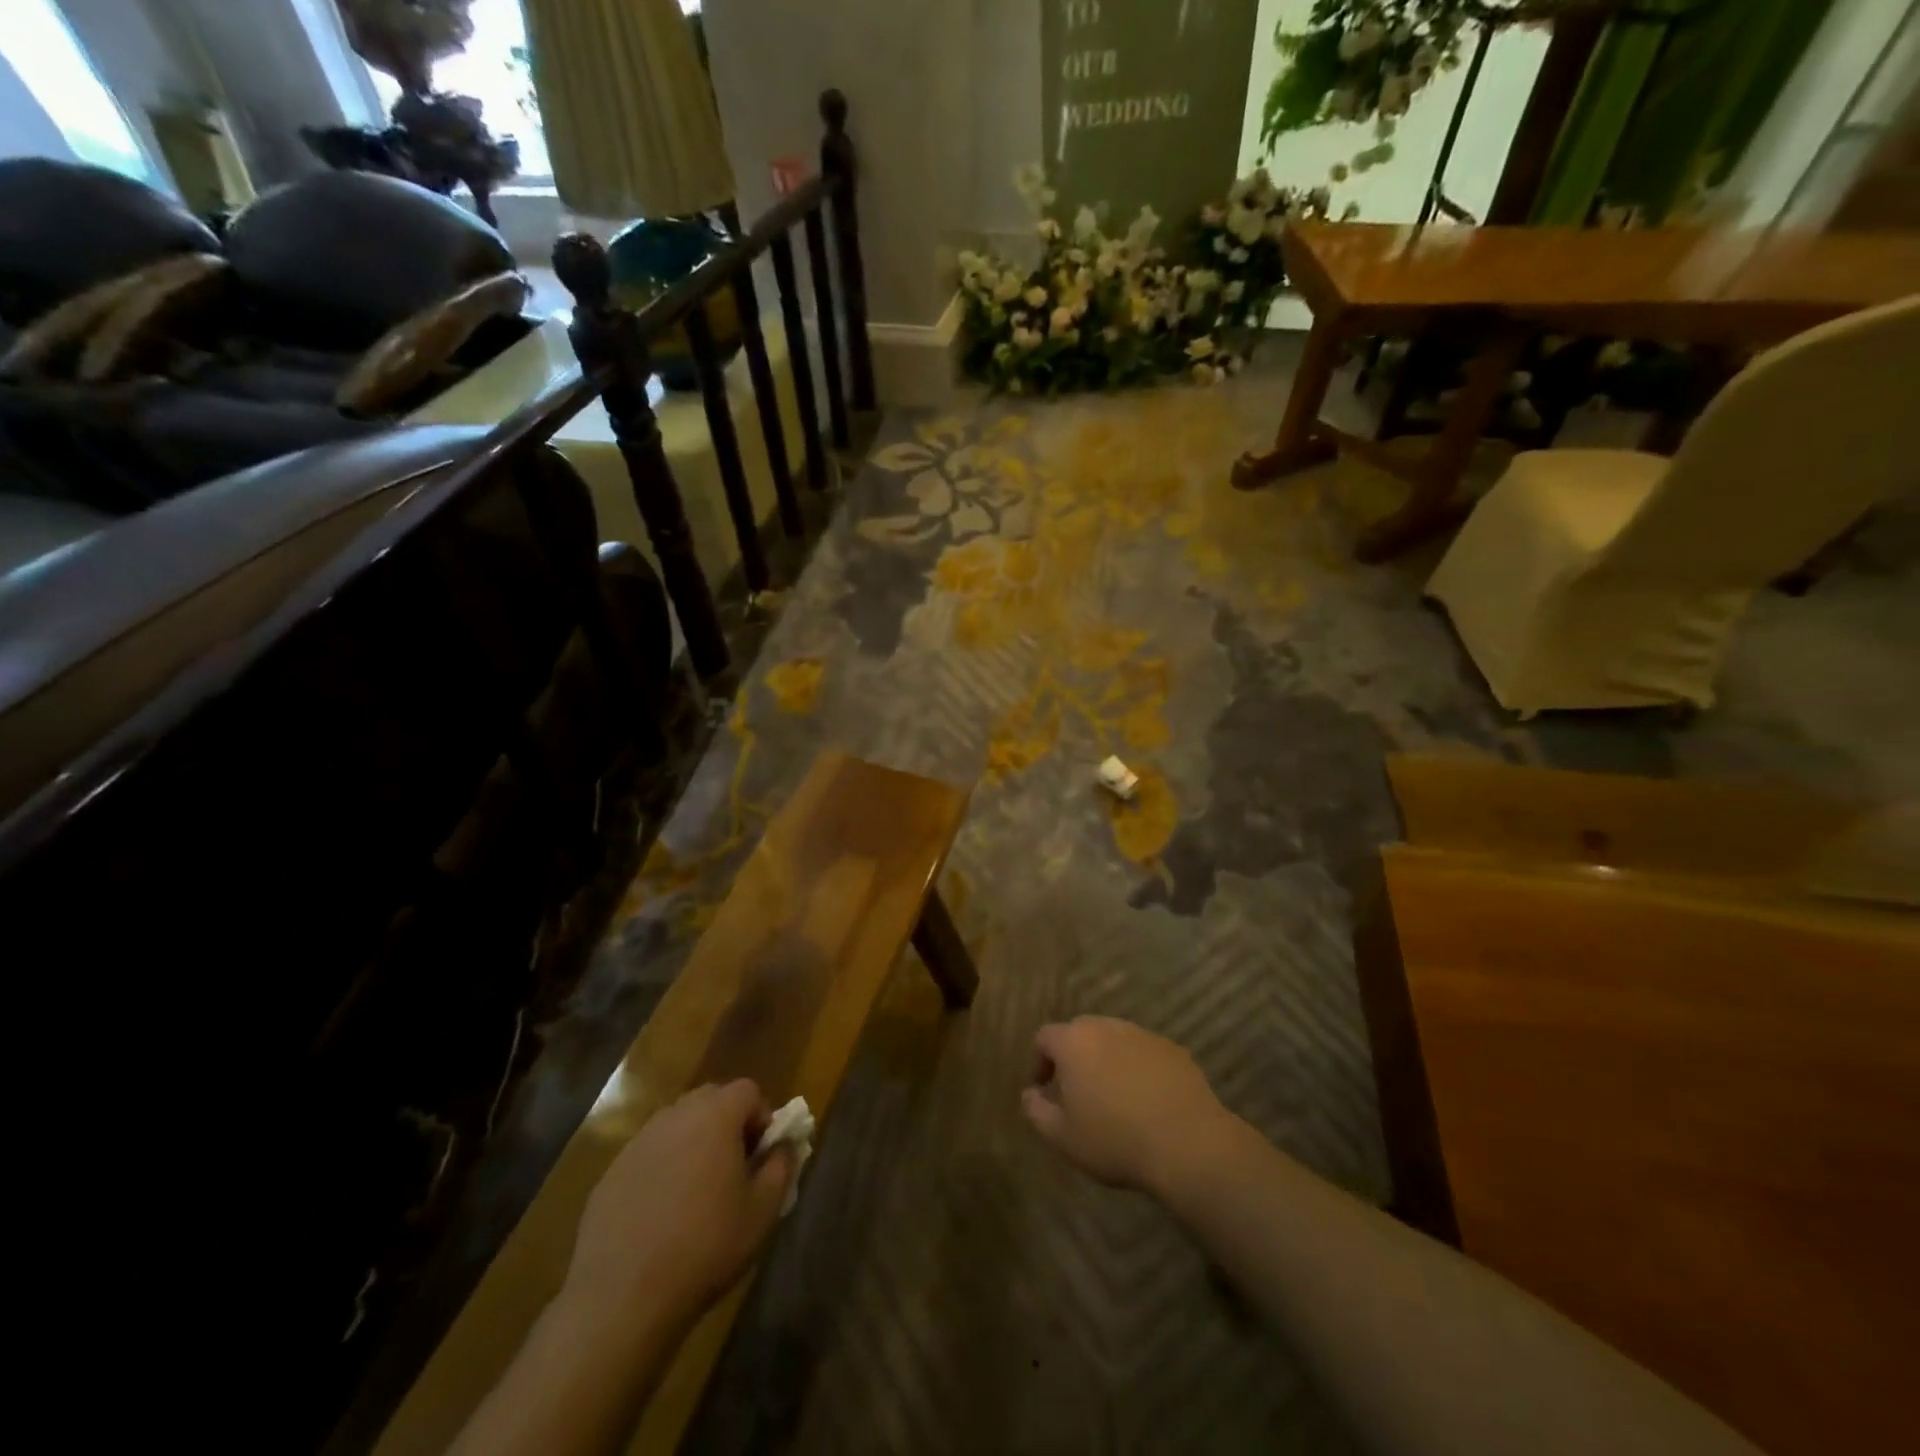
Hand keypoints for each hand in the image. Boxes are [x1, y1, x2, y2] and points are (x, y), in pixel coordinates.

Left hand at [563, 1080, 795, 1326]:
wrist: (621, 1298)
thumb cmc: (705, 1247)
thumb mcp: (763, 1211)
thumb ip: (781, 1166)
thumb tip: (783, 1144)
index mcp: (715, 1115)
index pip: (748, 1090)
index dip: (762, 1118)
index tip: (762, 1157)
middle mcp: (675, 1116)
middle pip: (711, 1101)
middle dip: (728, 1126)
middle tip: (734, 1170)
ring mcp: (638, 1142)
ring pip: (678, 1127)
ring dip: (694, 1146)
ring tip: (698, 1194)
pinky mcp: (610, 1173)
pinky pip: (649, 1156)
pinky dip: (662, 1171)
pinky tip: (662, 1216)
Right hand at [1022, 1017, 1233, 1195]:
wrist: (1187, 1143)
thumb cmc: (1114, 1140)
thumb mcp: (1062, 1137)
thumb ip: (1036, 1111)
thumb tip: (1029, 1094)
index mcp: (1074, 1042)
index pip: (1045, 1037)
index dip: (1040, 1062)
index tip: (1045, 1090)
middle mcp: (1106, 1027)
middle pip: (1080, 1032)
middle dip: (1074, 1057)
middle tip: (1077, 1092)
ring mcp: (1142, 1035)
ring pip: (1114, 1040)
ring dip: (1107, 1061)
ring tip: (1113, 1097)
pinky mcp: (1172, 1049)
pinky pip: (1144, 1053)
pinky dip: (1138, 1068)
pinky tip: (1146, 1101)